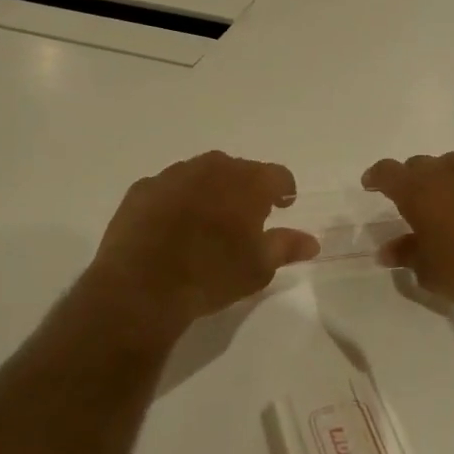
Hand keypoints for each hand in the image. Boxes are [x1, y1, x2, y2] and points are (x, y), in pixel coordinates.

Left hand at [82, 151, 319, 341]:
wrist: (141, 287)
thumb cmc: (211, 275)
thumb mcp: (259, 268)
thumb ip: (287, 247)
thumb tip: (312, 241)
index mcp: (248, 181)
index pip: (278, 175)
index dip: (284, 191)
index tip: (283, 206)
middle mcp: (213, 167)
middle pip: (239, 170)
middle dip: (246, 189)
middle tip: (245, 218)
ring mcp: (174, 174)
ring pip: (202, 175)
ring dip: (210, 191)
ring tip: (207, 223)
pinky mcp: (142, 188)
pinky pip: (168, 189)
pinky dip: (176, 201)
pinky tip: (171, 228)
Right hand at [360, 152, 453, 326]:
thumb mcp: (432, 273)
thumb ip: (407, 255)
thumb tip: (387, 249)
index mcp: (419, 191)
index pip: (388, 172)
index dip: (377, 177)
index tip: (372, 185)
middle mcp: (447, 170)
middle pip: (421, 166)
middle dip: (413, 181)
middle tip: (416, 206)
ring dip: (447, 182)